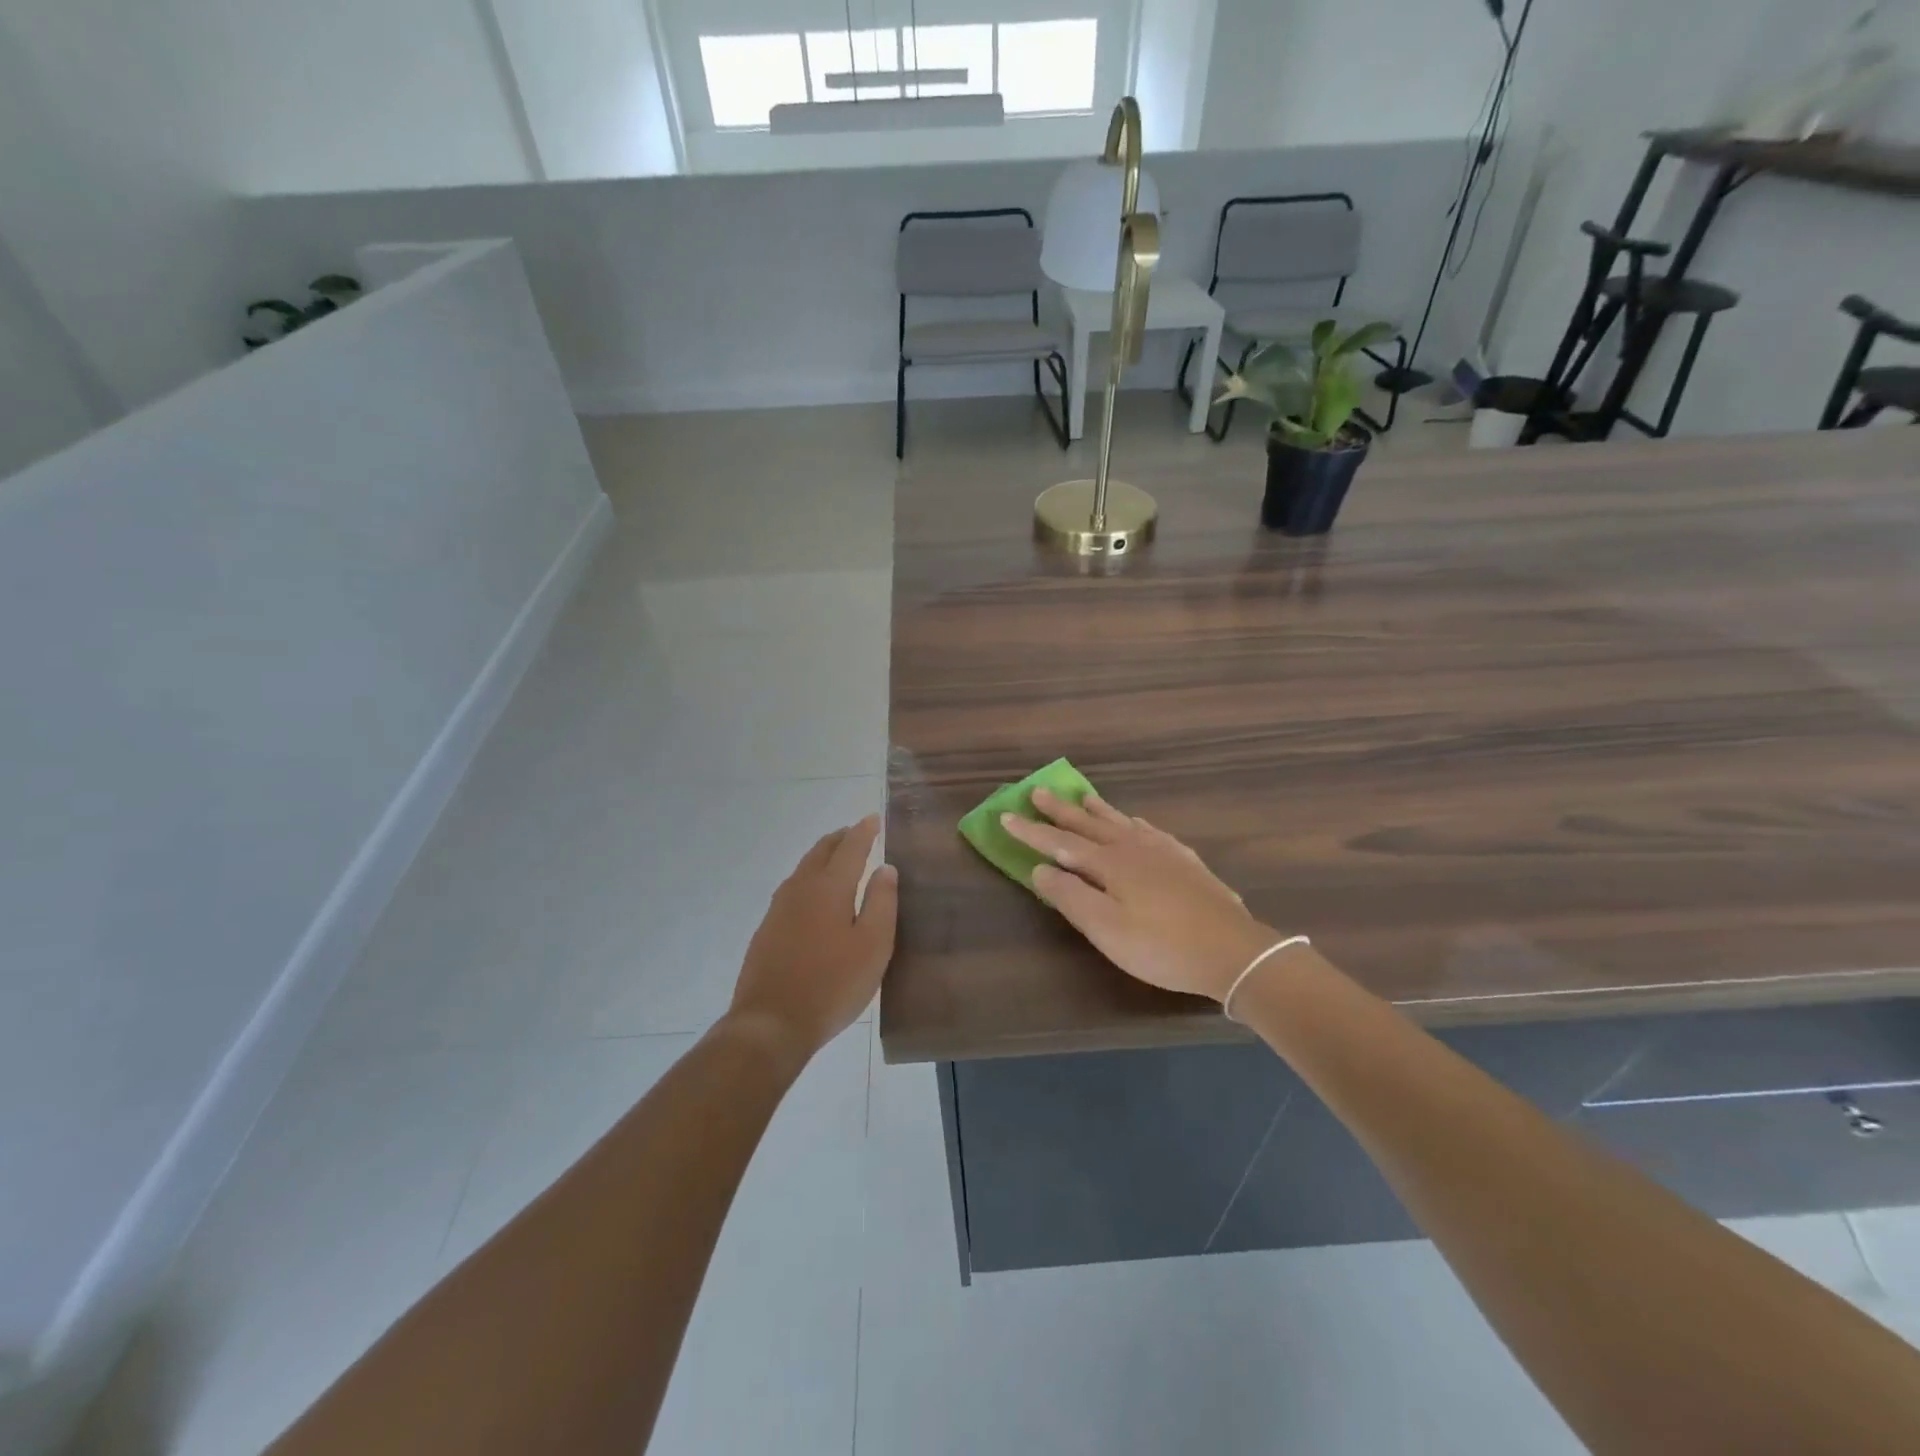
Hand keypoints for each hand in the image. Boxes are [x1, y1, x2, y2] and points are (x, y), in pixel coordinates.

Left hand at [727, 815, 897, 1065]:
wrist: (771, 1023)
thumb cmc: (832, 984)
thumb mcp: (873, 945)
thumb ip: (881, 902)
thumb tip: (885, 868)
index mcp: (829, 888)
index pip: (850, 848)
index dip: (864, 831)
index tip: (874, 819)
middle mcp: (800, 889)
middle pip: (820, 852)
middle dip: (840, 839)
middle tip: (856, 833)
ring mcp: (778, 909)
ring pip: (803, 870)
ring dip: (822, 857)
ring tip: (836, 858)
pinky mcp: (766, 930)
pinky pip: (792, 890)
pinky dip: (808, 879)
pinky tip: (812, 897)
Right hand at [1002, 790, 1277, 1002]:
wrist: (1232, 951)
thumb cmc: (1161, 946)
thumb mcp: (1106, 929)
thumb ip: (1070, 896)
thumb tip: (1040, 868)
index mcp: (1109, 863)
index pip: (1060, 843)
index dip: (1030, 832)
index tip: (1006, 815)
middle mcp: (1133, 848)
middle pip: (1088, 825)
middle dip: (1060, 810)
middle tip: (1038, 791)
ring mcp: (1163, 852)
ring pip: (1121, 822)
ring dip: (1096, 810)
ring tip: (1082, 797)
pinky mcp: (1185, 862)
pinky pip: (1151, 831)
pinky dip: (1134, 823)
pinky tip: (1136, 823)